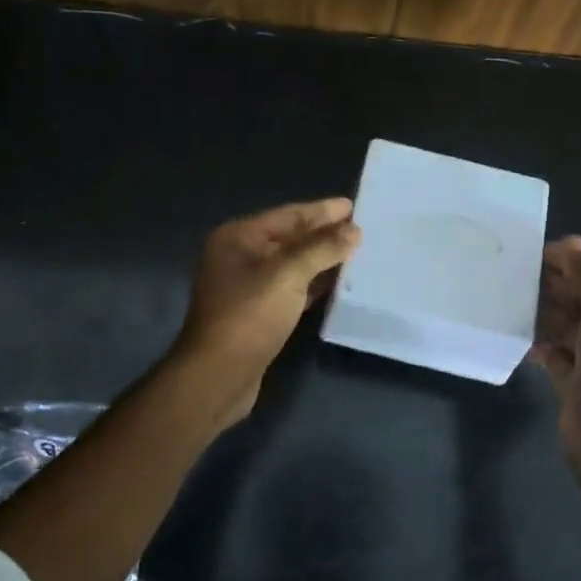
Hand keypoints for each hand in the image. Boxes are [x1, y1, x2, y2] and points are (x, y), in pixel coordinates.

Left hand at [173, 198, 361, 423]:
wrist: (219, 374)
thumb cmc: (249, 315)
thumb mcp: (288, 274)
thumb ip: (321, 248)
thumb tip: (354, 230)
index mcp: (238, 238)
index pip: (287, 215)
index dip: (321, 211)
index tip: (353, 206)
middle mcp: (239, 257)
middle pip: (289, 238)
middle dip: (323, 234)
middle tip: (361, 229)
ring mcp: (246, 288)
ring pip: (291, 266)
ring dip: (321, 260)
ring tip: (357, 253)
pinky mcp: (257, 315)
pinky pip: (291, 290)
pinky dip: (313, 285)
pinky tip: (338, 284)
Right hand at [530, 236, 580, 491]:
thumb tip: (570, 242)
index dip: (574, 262)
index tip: (535, 254)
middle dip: (557, 286)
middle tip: (517, 275)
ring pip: (569, 326)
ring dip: (545, 313)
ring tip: (512, 300)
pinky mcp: (578, 385)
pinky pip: (556, 354)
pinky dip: (540, 343)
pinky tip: (519, 335)